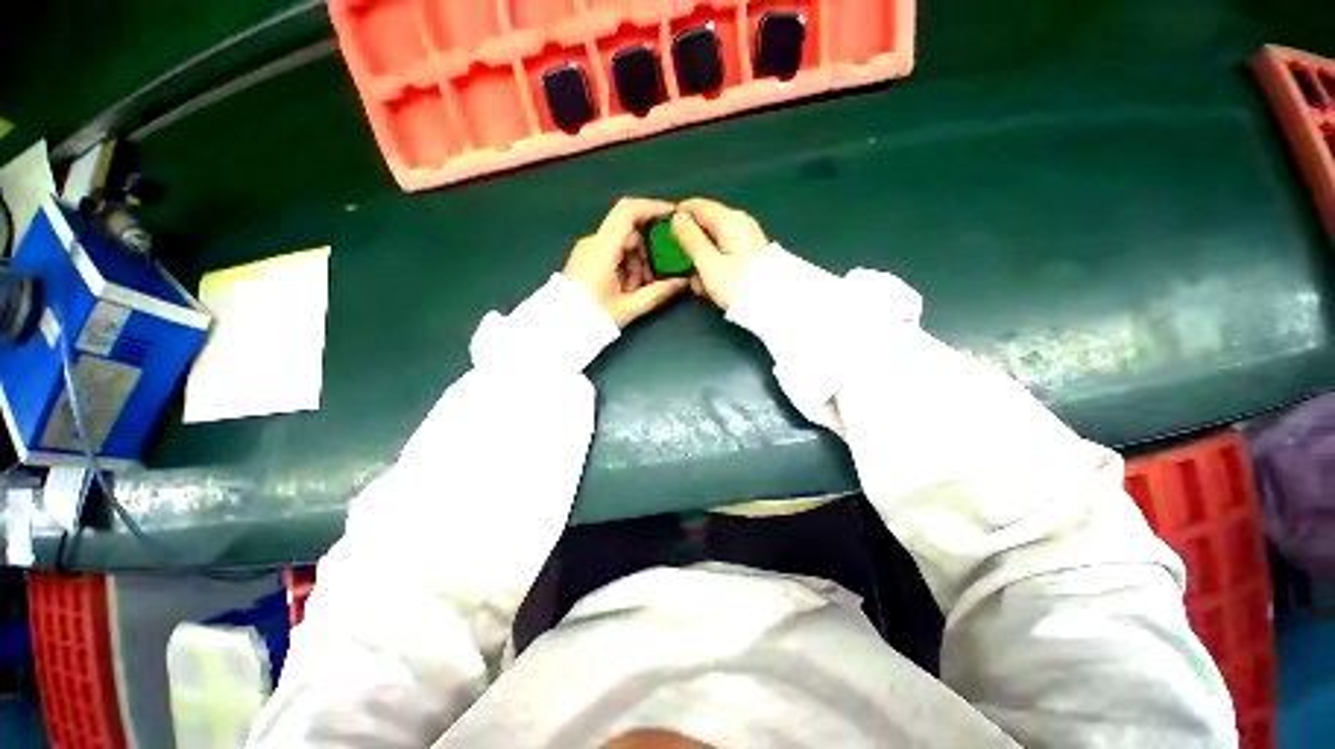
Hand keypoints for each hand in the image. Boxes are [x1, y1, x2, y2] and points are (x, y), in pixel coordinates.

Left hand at [564, 198, 690, 327]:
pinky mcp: (588, 258)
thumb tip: (682, 280)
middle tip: (661, 272)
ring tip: (642, 288)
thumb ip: (658, 292)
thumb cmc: (591, 317)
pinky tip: (630, 288)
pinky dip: (628, 266)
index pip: (628, 212)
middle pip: (630, 231)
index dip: (653, 207)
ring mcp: (589, 250)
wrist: (559, 327)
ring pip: (624, 244)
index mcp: (602, 249)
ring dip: (639, 262)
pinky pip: (614, 253)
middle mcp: (594, 242)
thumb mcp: (629, 307)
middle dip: (650, 249)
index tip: (673, 216)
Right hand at [671, 197, 771, 310]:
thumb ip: (691, 239)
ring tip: (702, 286)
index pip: (696, 205)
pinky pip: (723, 255)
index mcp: (729, 220)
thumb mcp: (709, 265)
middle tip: (685, 269)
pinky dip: (715, 269)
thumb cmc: (741, 286)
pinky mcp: (749, 253)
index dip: (678, 217)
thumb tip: (677, 218)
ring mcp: (745, 238)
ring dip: (702, 264)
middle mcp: (739, 223)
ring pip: (713, 244)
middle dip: (691, 247)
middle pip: (704, 226)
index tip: (665, 235)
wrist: (775, 306)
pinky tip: (714, 287)